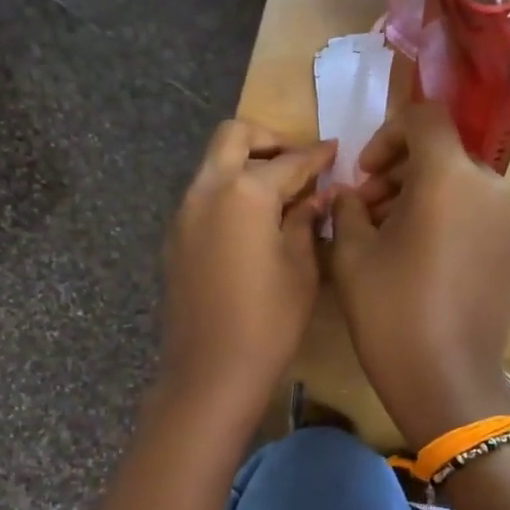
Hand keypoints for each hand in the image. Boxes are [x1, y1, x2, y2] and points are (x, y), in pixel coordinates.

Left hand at [157, 121, 335, 427]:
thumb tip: (315, 197)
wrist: (210, 371)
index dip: (316, 155)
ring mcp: (184, 214)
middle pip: (234, 137)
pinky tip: (252, 223)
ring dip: (245, 165)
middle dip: (268, 140)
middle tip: (297, 163)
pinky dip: (228, 193)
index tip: (334, 150)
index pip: (288, 161)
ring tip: (279, 194)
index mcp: (244, 192)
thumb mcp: (301, 269)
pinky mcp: (175, 238)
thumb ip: (305, 222)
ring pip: (213, 165)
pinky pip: (203, 196)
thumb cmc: (268, 323)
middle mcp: (206, 190)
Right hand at [332, 102, 509, 447]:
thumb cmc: (391, 314)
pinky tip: (421, 256)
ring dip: (423, 195)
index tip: (364, 174)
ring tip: (389, 236)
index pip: (425, 119)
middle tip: (366, 211)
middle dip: (400, 171)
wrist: (448, 381)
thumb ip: (348, 209)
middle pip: (443, 153)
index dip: (387, 134)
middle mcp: (491, 187)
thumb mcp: (352, 257)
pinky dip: (448, 216)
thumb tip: (350, 195)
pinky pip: (478, 212)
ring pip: (461, 183)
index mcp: (449, 178)